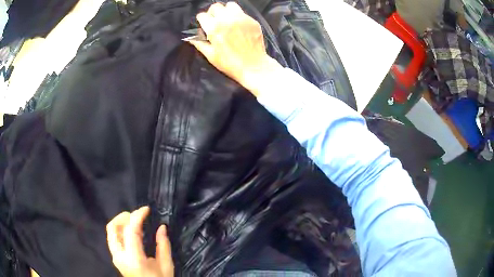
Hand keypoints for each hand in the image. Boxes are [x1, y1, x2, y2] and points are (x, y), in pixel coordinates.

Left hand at [106, 207, 173, 276]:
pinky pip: (114, 238)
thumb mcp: (166, 266)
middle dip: (125, 216)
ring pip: (111, 232)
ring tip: (136, 223)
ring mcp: (115, 257)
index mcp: (134, 259)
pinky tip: (133, 233)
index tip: (147, 209)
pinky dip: (121, 230)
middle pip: (113, 228)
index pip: (130, 231)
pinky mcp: (116, 258)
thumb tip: (162, 227)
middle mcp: (120, 256)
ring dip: (122, 222)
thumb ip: (163, 246)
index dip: (137, 216)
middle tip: (138, 215)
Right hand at [189, 2, 281, 95]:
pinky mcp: (252, 21)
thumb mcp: (211, 55)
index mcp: (214, 28)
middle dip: (212, 13)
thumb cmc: (230, 64)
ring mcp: (242, 18)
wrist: (253, 67)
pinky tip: (238, 26)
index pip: (202, 15)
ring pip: (230, 5)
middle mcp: (227, 19)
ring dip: (226, 11)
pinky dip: (238, 17)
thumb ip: (200, 44)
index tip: (203, 24)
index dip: (201, 20)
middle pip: (216, 6)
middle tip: (214, 21)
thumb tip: (191, 38)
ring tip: (227, 20)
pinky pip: (242, 13)